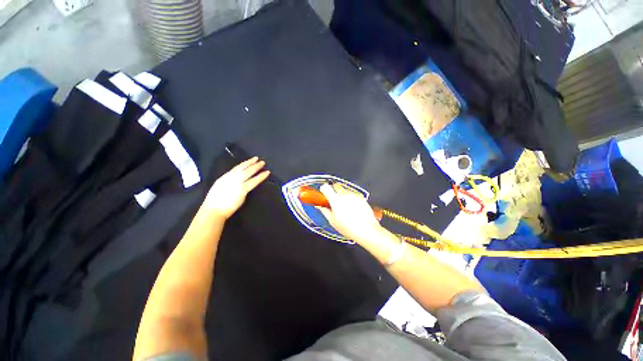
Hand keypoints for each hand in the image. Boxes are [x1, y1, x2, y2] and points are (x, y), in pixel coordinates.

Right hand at [202, 157, 269, 219]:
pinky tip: (266, 173)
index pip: (236, 168)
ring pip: (248, 172)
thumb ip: (229, 182)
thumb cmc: (215, 203)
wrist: (213, 210)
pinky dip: (260, 177)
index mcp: (225, 178)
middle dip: (251, 163)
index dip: (245, 163)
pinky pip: (253, 182)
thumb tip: (237, 181)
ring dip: (256, 167)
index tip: (251, 160)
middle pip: (243, 168)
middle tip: (258, 159)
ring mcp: (237, 183)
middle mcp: (231, 178)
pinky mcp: (242, 190)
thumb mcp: (219, 188)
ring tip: (263, 163)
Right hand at [317, 183, 384, 243]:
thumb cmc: (349, 228)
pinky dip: (350, 198)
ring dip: (342, 195)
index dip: (323, 190)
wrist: (367, 230)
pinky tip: (352, 208)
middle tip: (333, 200)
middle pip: (336, 185)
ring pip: (344, 189)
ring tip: (344, 207)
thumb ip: (325, 211)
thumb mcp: (333, 221)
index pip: (325, 187)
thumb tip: (320, 206)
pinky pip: (352, 194)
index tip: (324, 195)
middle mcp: (345, 195)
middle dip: (333, 190)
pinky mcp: (361, 197)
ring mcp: (354, 195)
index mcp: (336, 200)